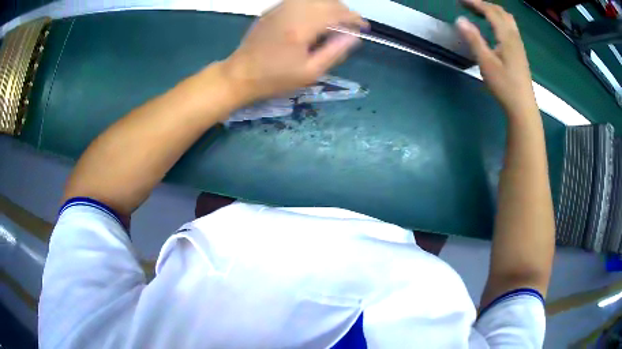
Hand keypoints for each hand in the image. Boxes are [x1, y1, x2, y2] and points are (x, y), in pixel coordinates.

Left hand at [222, 0, 367, 103]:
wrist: (239, 75)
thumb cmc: (274, 79)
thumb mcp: (309, 73)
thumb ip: (334, 52)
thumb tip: (353, 37)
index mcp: (301, 28)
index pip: (336, 13)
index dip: (354, 18)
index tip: (364, 27)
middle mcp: (291, 12)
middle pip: (326, 1)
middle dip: (344, 10)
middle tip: (351, 25)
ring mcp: (279, 9)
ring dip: (329, 5)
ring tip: (336, 20)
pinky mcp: (272, 10)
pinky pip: (298, 0)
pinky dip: (314, 4)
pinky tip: (316, 16)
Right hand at [456, 0, 537, 116]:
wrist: (523, 107)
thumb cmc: (505, 86)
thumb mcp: (486, 62)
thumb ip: (473, 39)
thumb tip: (459, 19)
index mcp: (506, 36)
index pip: (490, 11)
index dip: (475, 2)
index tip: (460, 0)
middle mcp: (514, 36)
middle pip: (500, 12)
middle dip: (483, 4)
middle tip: (468, 4)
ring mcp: (519, 44)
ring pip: (507, 19)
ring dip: (492, 11)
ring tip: (479, 12)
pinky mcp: (519, 52)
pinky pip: (509, 27)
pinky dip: (499, 20)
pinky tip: (492, 27)